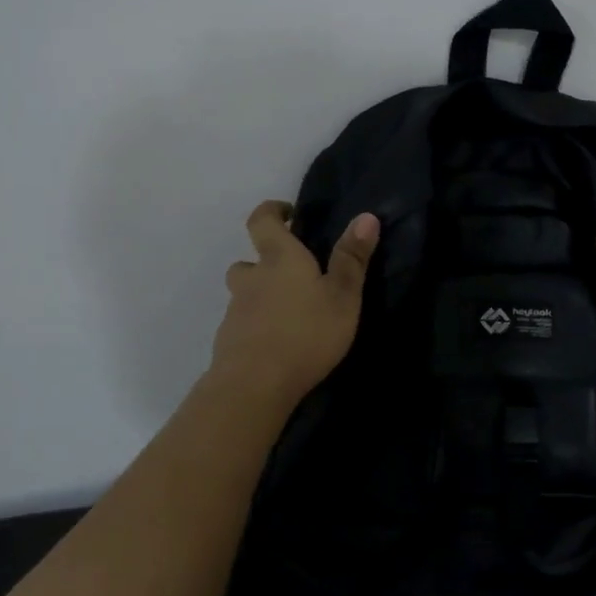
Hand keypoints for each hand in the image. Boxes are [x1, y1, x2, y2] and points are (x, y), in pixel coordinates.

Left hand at [209, 201, 379, 406]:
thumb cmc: (306, 332)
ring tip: (288, 315)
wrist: (254, 384)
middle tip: (293, 277)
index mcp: (279, 258)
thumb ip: (352, 258)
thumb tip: (366, 216)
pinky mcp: (229, 341)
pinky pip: (243, 324)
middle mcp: (252, 278)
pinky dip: (256, 327)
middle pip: (248, 261)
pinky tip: (276, 346)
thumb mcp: (343, 296)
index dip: (272, 211)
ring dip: (260, 297)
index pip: (262, 220)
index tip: (288, 214)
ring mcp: (236, 311)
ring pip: (244, 294)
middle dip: (266, 263)